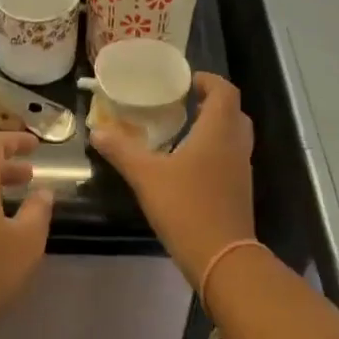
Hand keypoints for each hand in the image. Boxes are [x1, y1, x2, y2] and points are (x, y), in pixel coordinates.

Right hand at [89, 72, 255, 284]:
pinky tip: (190, 164)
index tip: (187, 80)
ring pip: (234, 136)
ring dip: (215, 126)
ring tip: (184, 129)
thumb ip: (122, 151)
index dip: (209, 81)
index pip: (225, 91)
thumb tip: (97, 132)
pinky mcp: (239, 191)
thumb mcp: (147, 176)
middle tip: (185, 102)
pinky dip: (215, 150)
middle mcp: (235, 145)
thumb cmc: (186, 207)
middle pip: (233, 112)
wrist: (221, 257)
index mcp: (218, 131)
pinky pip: (231, 157)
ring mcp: (241, 169)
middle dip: (212, 102)